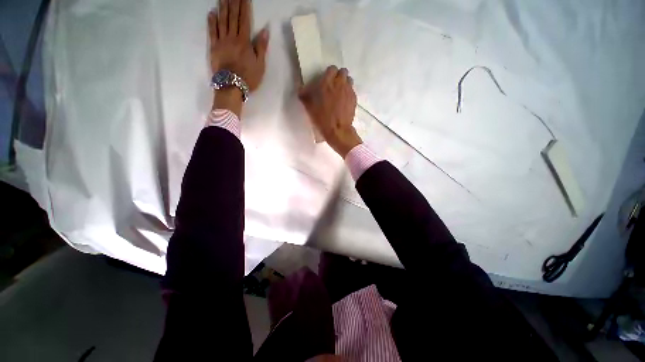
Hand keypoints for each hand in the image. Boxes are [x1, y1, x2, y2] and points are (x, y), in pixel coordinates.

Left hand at [208, 0, 268, 91]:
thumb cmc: (248, 77)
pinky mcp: (214, 47)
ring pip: (222, 21)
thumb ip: (261, 47)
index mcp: (244, 41)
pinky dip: (211, 21)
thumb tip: (265, 30)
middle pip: (232, 17)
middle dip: (233, 3)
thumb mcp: (260, 65)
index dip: (244, 6)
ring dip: (222, 8)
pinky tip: (212, 12)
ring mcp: (221, 41)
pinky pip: (212, 31)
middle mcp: (232, 37)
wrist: (231, 86)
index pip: (244, 20)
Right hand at [298, 66, 361, 157]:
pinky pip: (352, 91)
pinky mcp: (354, 98)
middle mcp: (339, 83)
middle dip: (339, 77)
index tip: (327, 81)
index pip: (332, 69)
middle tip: (334, 86)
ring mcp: (348, 91)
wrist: (337, 130)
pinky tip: (344, 102)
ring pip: (349, 80)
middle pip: (343, 72)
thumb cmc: (322, 118)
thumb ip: (305, 95)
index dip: (329, 74)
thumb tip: (301, 89)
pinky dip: (348, 93)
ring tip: (341, 93)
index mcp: (327, 83)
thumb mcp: (309, 107)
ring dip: (345, 83)